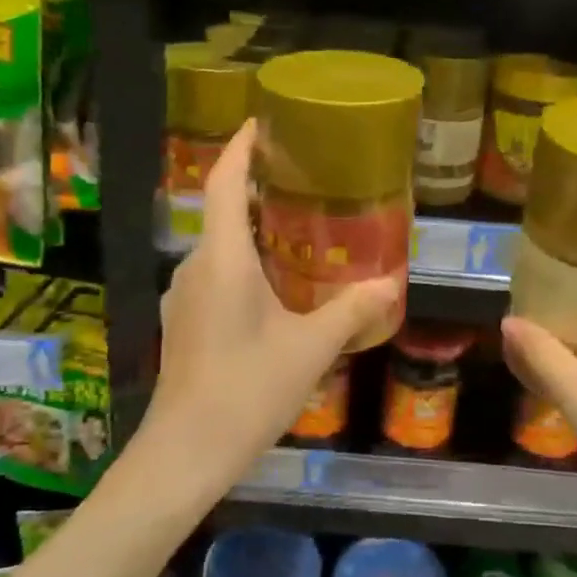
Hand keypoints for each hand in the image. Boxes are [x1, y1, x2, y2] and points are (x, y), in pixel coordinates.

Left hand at [140, 121, 398, 504]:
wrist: (184, 454)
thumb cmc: (247, 390)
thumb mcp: (310, 348)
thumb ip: (352, 311)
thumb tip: (391, 284)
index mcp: (222, 258)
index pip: (225, 182)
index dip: (241, 147)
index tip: (262, 122)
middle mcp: (196, 266)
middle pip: (222, 209)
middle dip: (257, 185)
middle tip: (302, 175)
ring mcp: (185, 296)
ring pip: (220, 245)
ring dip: (252, 228)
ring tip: (298, 226)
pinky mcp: (185, 322)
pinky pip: (216, 273)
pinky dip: (244, 261)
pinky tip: (276, 283)